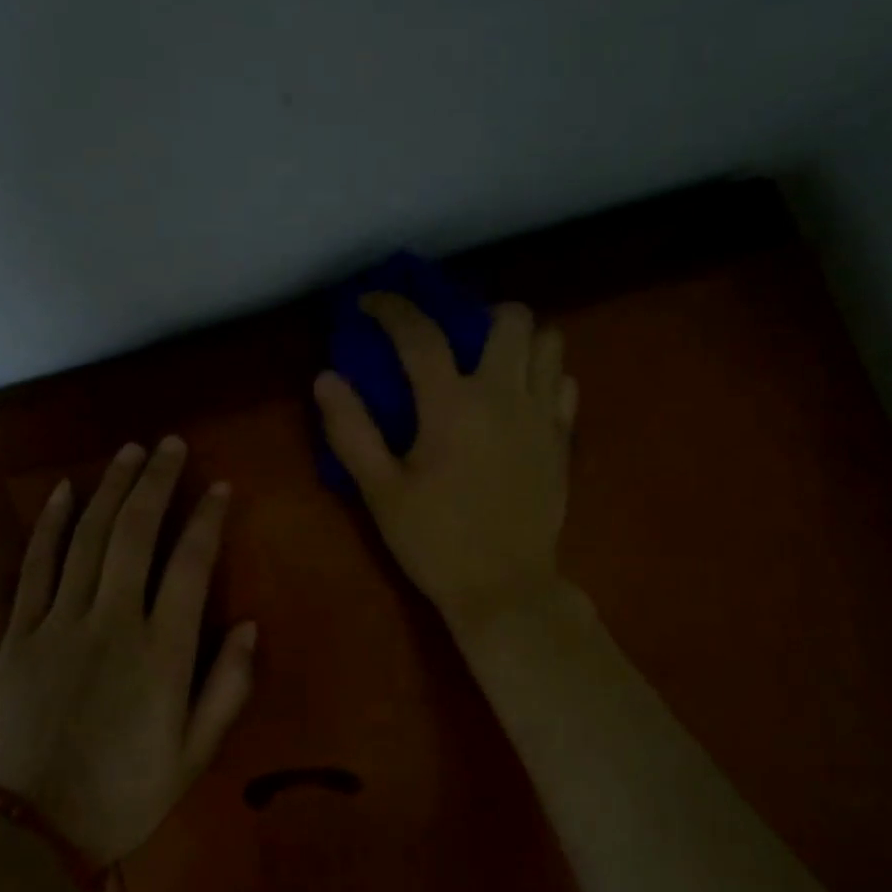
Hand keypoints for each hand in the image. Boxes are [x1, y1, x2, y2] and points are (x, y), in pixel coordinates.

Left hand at [0, 437, 257, 866]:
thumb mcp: (195, 753)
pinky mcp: (19, 634)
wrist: (31, 830)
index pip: (190, 564)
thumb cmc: (125, 793)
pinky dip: (49, 525)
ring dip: (110, 488)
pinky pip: (35, 567)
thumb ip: (227, 687)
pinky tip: (62, 491)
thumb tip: (250, 625)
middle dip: (156, 481)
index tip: (218, 486)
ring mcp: (60, 624)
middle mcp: (112, 623)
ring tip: (130, 451)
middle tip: (171, 444)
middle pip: (135, 533)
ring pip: (87, 538)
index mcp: (162, 652)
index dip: (207, 518)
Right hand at [315, 294, 578, 638]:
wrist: (505, 589)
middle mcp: (504, 395)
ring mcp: (541, 415)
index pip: (420, 334)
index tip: (370, 303)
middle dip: (478, 314)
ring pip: (548, 342)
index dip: (391, 308)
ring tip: (491, 365)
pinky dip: (543, 377)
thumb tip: (326, 379)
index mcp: (452, 405)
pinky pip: (564, 384)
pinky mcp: (562, 440)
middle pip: (509, 318)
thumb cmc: (435, 542)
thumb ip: (351, 431)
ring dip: (519, 341)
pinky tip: (520, 401)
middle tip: (454, 342)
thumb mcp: (380, 492)